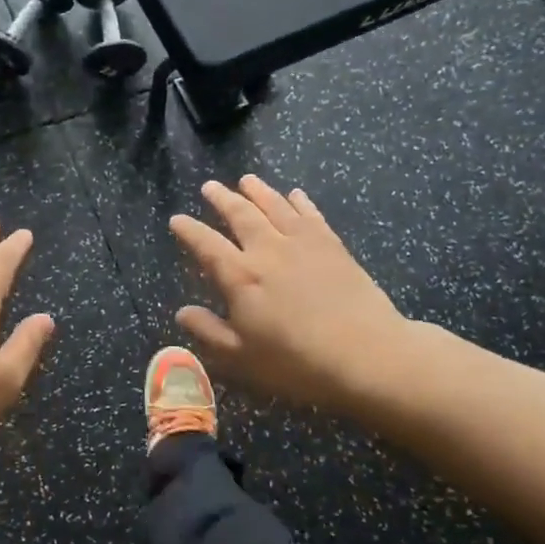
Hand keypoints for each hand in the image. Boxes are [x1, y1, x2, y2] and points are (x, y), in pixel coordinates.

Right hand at [170, 176, 420, 415]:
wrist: (368, 355)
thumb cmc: (297, 363)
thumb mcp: (242, 357)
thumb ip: (209, 331)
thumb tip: (182, 312)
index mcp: (241, 276)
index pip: (206, 244)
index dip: (189, 230)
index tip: (176, 219)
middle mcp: (268, 250)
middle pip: (240, 214)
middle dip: (222, 199)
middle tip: (210, 186)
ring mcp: (303, 243)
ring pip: (275, 206)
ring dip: (258, 191)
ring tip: (246, 179)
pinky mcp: (333, 245)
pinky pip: (311, 215)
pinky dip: (300, 201)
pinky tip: (295, 194)